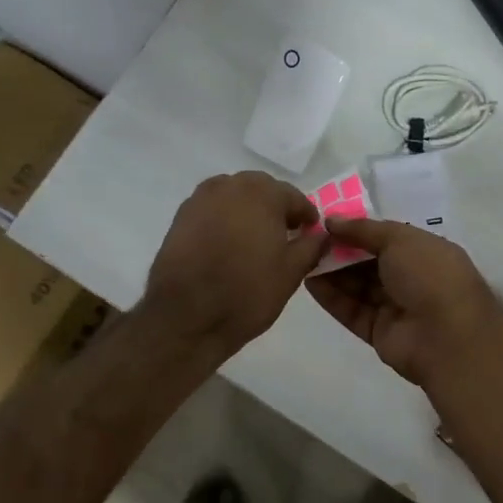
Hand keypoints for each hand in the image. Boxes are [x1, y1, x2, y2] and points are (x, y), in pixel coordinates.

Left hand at [142, 171, 327, 354]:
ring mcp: (201, 199)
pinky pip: (212, 209)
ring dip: (247, 210)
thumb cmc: (246, 293)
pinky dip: (224, 219)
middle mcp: (230, 186)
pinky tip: (227, 244)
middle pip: (261, 189)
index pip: (293, 197)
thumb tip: (322, 235)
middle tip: (284, 233)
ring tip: (254, 238)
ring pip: (233, 196)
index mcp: (262, 194)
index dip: (305, 215)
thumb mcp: (291, 273)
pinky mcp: (180, 216)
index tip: (311, 231)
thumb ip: (311, 247)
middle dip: (275, 207)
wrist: (185, 316)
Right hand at [304, 216, 502, 387]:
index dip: (357, 229)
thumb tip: (331, 220)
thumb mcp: (399, 239)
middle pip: (368, 261)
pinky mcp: (378, 332)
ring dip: (332, 271)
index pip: (385, 237)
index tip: (326, 221)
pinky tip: (309, 281)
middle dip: (340, 249)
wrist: (447, 336)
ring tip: (303, 256)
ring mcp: (395, 306)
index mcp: (424, 251)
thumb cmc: (429, 275)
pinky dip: (332, 296)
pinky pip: (351, 310)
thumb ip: (363, 229)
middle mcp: (411, 278)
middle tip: (308, 239)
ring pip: (357, 286)